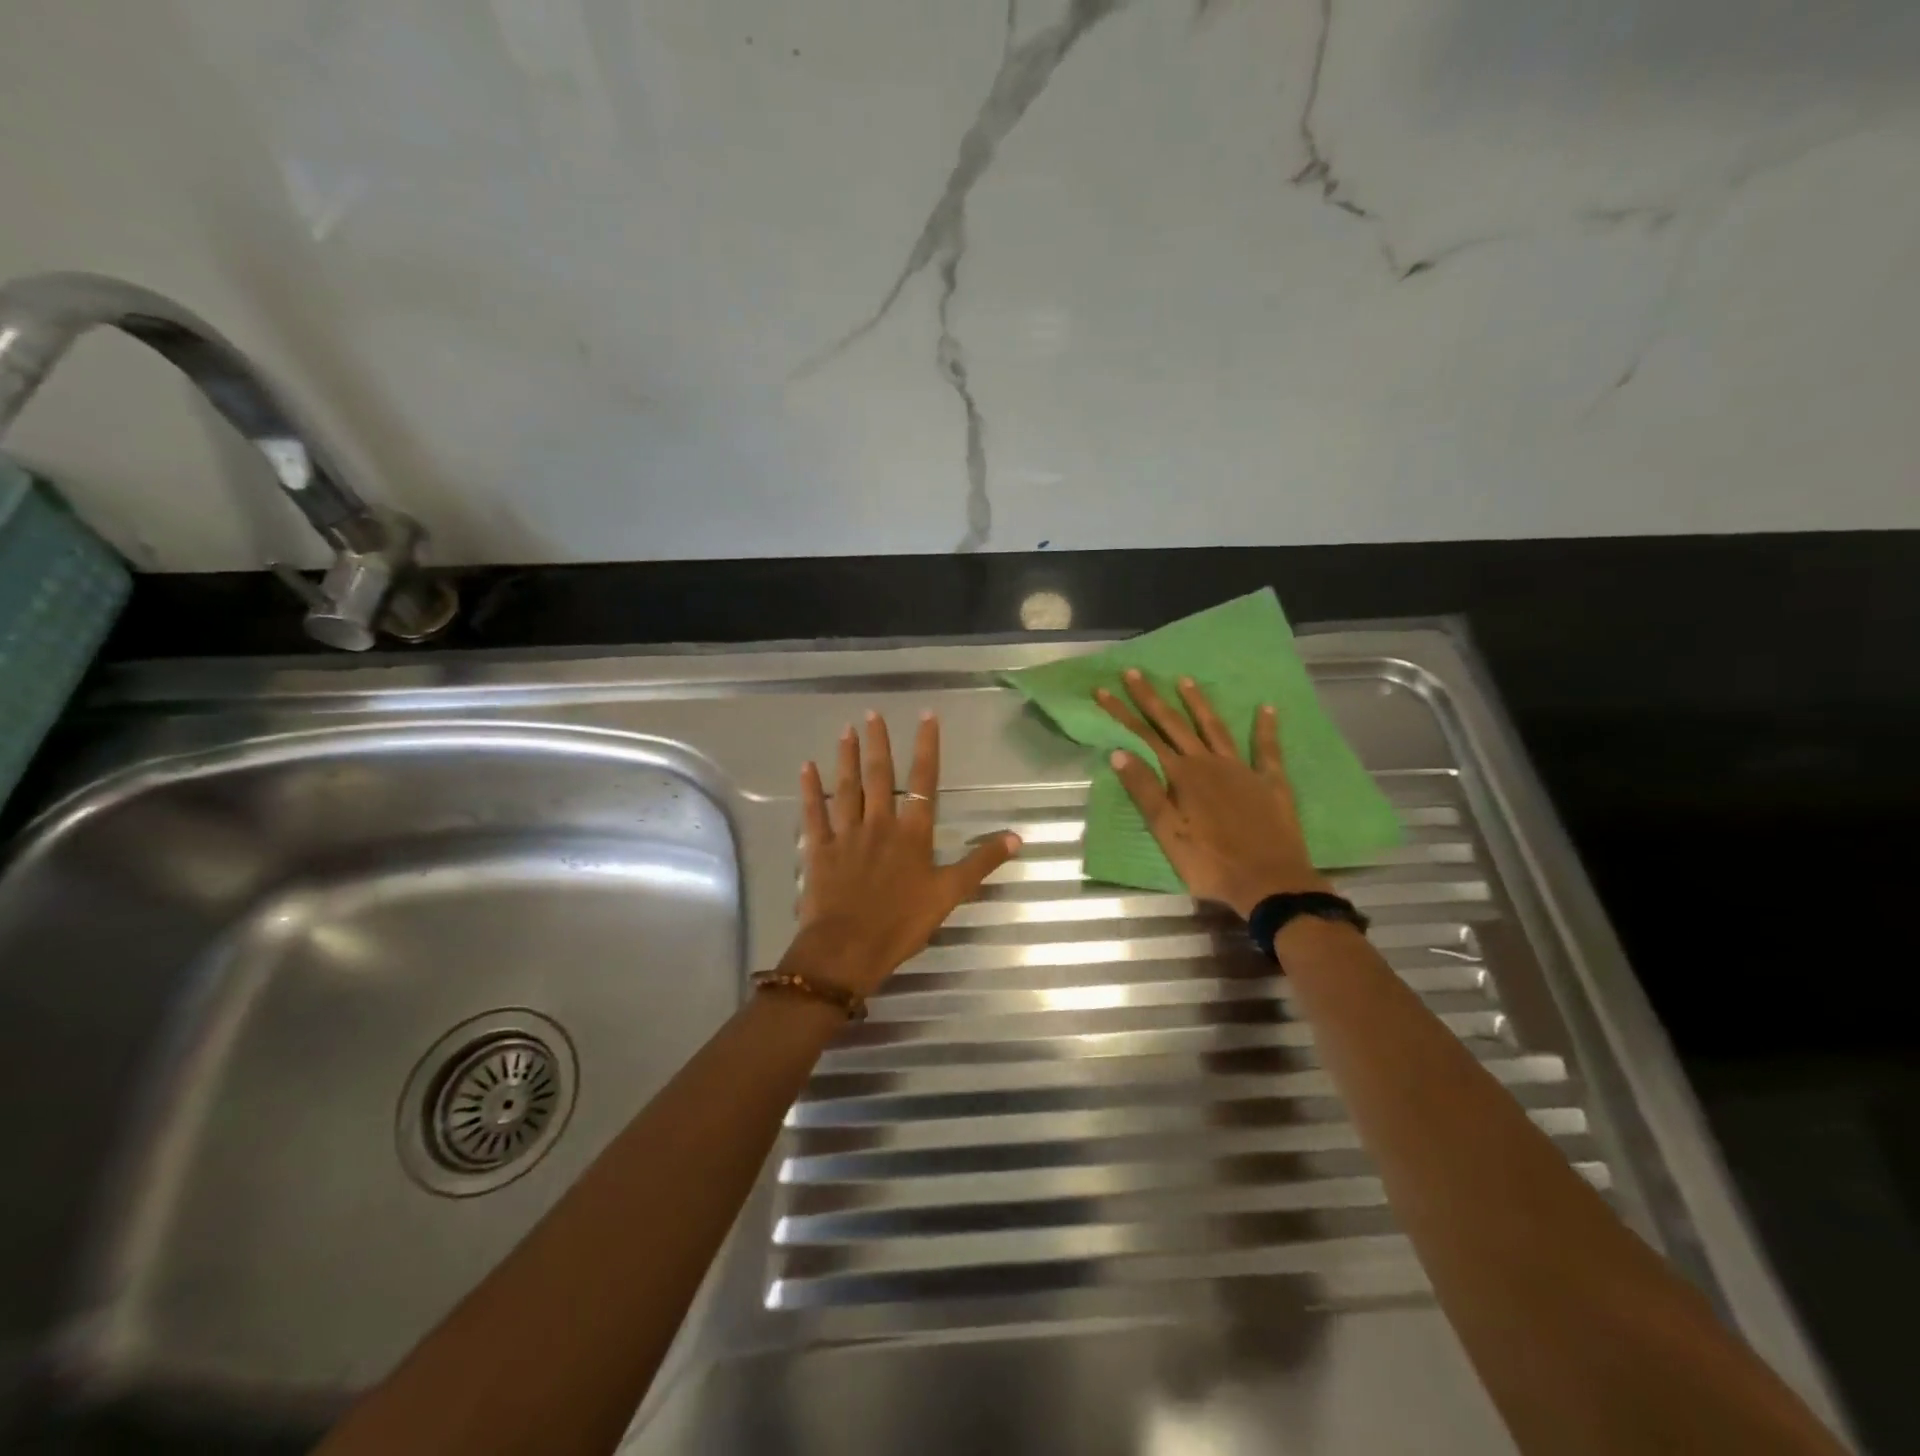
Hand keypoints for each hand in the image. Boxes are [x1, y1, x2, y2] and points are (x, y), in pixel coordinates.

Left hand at [787, 710, 1021, 997]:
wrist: (848, 948)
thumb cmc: (902, 923)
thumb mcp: (950, 894)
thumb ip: (981, 863)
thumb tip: (1016, 837)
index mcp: (912, 833)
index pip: (924, 781)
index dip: (926, 747)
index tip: (926, 716)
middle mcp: (879, 824)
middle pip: (880, 776)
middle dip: (878, 743)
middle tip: (872, 713)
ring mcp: (847, 834)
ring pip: (847, 788)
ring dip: (847, 758)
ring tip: (846, 730)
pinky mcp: (820, 850)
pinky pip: (814, 814)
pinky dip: (810, 790)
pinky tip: (806, 768)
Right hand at [1096, 669, 1328, 918]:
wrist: (1269, 883)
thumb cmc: (1210, 863)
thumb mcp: (1167, 833)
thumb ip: (1145, 791)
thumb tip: (1119, 752)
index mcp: (1182, 776)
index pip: (1144, 737)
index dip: (1122, 713)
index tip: (1102, 690)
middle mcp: (1210, 764)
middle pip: (1175, 725)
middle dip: (1152, 699)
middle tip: (1135, 672)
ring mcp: (1242, 770)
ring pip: (1216, 728)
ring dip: (1199, 704)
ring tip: (1185, 679)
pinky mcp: (1271, 782)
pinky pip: (1267, 749)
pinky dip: (1265, 727)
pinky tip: (1267, 707)